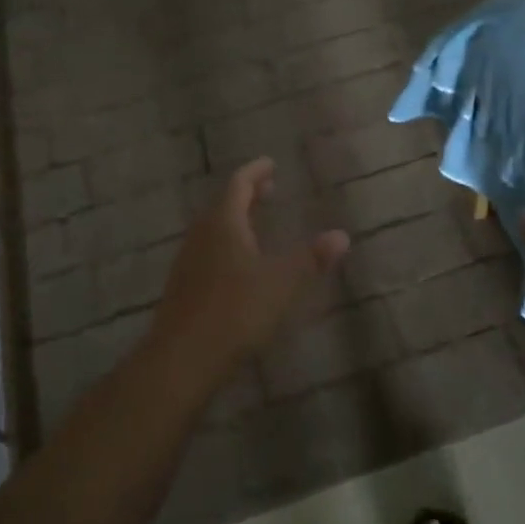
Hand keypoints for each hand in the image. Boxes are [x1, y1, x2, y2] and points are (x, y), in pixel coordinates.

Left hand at [153, 158, 349, 370]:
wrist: (182, 359)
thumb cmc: (236, 311)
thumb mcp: (282, 283)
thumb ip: (311, 258)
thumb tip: (341, 235)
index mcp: (223, 224)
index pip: (238, 184)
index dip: (255, 172)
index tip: (271, 164)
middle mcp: (201, 235)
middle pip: (223, 204)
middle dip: (246, 194)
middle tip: (268, 190)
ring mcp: (187, 262)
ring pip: (212, 229)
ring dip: (235, 220)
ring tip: (255, 224)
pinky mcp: (183, 287)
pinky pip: (207, 251)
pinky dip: (226, 244)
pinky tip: (238, 265)